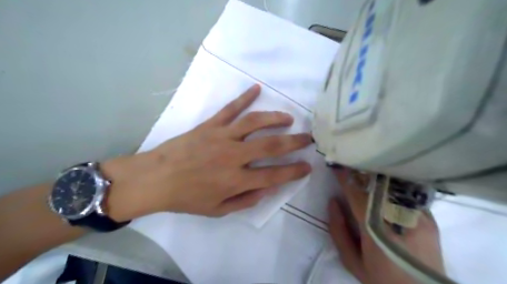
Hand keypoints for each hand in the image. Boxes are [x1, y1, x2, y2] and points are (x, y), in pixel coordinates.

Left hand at [105, 84, 310, 220]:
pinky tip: (257, 88)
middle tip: (308, 138)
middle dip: (294, 142)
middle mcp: (233, 156)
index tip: (307, 166)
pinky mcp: (210, 125)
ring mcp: (222, 137)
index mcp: (236, 180)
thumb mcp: (217, 210)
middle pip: (271, 146)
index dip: (294, 171)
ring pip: (255, 122)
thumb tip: (268, 189)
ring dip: (276, 118)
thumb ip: (245, 201)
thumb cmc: (187, 197)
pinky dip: (244, 97)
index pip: (274, 176)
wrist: (155, 179)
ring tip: (289, 118)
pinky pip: (230, 109)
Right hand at [329, 168, 444, 282]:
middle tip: (350, 164)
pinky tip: (385, 185)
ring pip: (393, 186)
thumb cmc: (383, 280)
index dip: (345, 178)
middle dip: (361, 172)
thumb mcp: (353, 262)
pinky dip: (392, 186)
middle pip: (376, 186)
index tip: (336, 166)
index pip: (357, 194)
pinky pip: (407, 194)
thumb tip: (333, 202)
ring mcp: (418, 216)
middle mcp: (398, 218)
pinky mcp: (431, 218)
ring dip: (376, 177)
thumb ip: (338, 231)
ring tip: (365, 171)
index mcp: (375, 229)